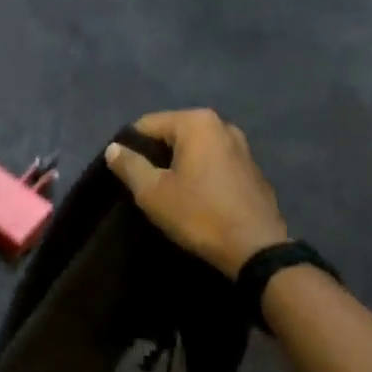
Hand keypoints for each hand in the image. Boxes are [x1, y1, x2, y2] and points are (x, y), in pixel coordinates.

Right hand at [104, 109, 287, 278]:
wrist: (257, 249)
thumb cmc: (199, 215)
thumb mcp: (153, 193)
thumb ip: (129, 165)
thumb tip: (113, 148)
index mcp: (196, 122)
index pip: (147, 125)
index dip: (130, 147)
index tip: (124, 174)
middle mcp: (221, 124)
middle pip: (173, 133)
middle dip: (157, 155)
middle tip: (145, 185)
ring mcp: (241, 146)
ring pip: (195, 149)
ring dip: (179, 165)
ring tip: (169, 193)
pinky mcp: (252, 168)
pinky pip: (215, 162)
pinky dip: (201, 173)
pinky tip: (197, 198)